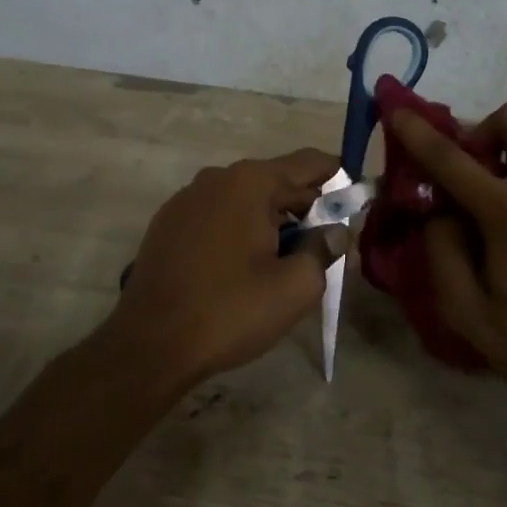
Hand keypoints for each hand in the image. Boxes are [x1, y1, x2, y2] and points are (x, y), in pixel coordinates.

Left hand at [115, 149, 350, 384]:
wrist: (150, 344)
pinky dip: (238, 229)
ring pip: (245, 199)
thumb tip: (336, 231)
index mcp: (251, 182)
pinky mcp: (167, 223)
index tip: (355, 203)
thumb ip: (325, 250)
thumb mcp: (295, 286)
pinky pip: (217, 214)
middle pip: (276, 180)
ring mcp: (187, 198)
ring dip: (271, 220)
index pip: (309, 163)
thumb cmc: (230, 310)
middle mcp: (217, 177)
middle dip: (305, 207)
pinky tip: (241, 267)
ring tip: (284, 261)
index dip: (338, 180)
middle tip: (325, 245)